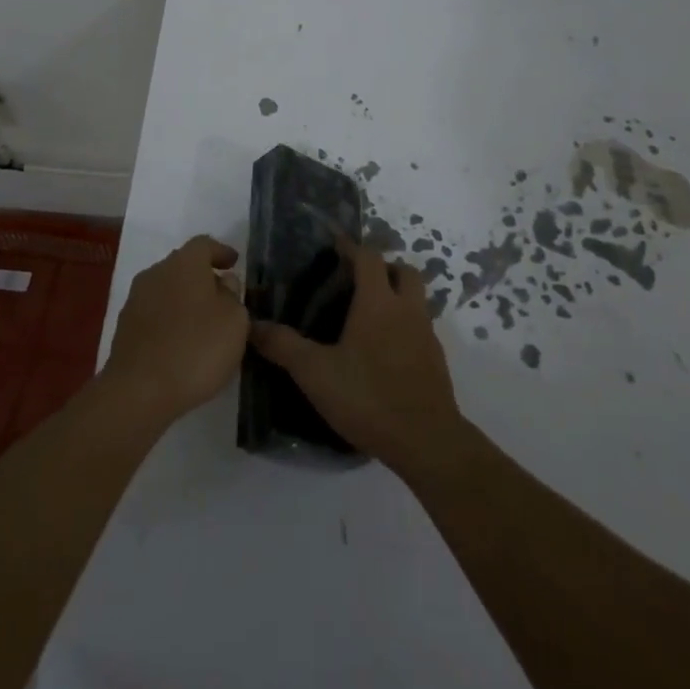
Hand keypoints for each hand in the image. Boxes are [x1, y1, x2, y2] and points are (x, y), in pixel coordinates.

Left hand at [102, 235, 249, 428]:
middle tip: (222, 296)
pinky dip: (170, 320)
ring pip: (167, 289)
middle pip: (184, 265)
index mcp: (185, 262)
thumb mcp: (234, 321)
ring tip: (203, 324)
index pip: (204, 244)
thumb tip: (223, 283)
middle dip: (203, 277)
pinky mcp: (125, 326)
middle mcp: (157, 271)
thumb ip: (233, 295)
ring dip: (185, 300)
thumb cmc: (196, 348)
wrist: (139, 390)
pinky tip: (181, 343)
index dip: (221, 252)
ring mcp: (137, 299)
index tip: (234, 263)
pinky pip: (155, 313)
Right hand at [249, 239, 462, 474]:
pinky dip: (405, 327)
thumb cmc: (369, 397)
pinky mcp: (437, 361)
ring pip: (416, 299)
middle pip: (403, 271)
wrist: (427, 443)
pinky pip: (421, 328)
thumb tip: (252, 325)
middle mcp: (406, 309)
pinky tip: (385, 351)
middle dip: (383, 268)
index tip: (335, 246)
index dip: (352, 247)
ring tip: (369, 316)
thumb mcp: (316, 373)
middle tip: (358, 281)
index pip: (369, 257)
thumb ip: (284, 346)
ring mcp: (427, 335)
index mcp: (378, 302)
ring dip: (397, 296)